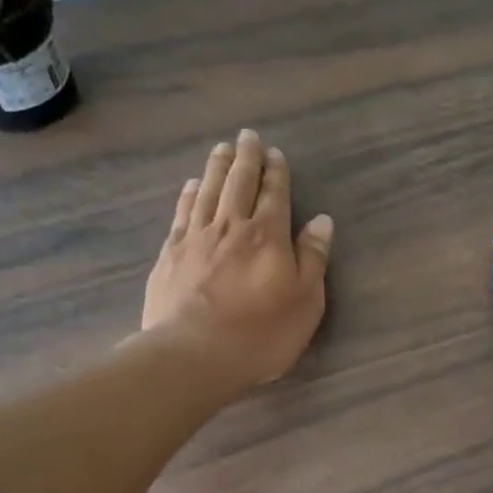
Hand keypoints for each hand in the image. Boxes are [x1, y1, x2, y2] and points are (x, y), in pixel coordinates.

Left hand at [140, 130, 332, 390]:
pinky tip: (193, 185)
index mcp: (268, 236)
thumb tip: (322, 220)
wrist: (193, 355)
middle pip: (239, 184)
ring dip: (217, 168)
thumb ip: (313, 258)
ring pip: (209, 191)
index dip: (276, 172)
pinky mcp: (170, 254)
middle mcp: (232, 227)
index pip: (274, 195)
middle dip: (246, 159)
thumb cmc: (261, 334)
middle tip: (247, 137)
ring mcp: (197, 238)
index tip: (275, 153)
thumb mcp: (305, 301)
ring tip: (222, 149)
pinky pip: (183, 213)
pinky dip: (190, 194)